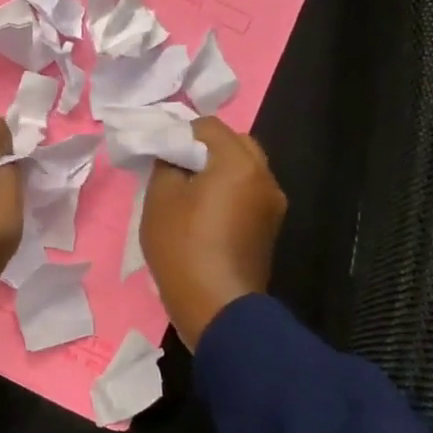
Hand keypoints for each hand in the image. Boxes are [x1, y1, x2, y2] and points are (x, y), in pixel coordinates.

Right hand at [140, 117, 286, 350]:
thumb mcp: (160, 198)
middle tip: (175, 167)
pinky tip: (204, 213)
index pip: (209, 126)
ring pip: (244, 169)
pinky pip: (247, 194)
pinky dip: (228, 192)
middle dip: (204, 149)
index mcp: (239, 162)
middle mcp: (265, 176)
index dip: (181, 132)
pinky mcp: (269, 228)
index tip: (160, 152)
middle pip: (234, 144)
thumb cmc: (183, 246)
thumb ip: (166, 164)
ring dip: (218, 171)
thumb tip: (174, 155)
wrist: (217, 306)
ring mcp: (272, 204)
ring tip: (187, 191)